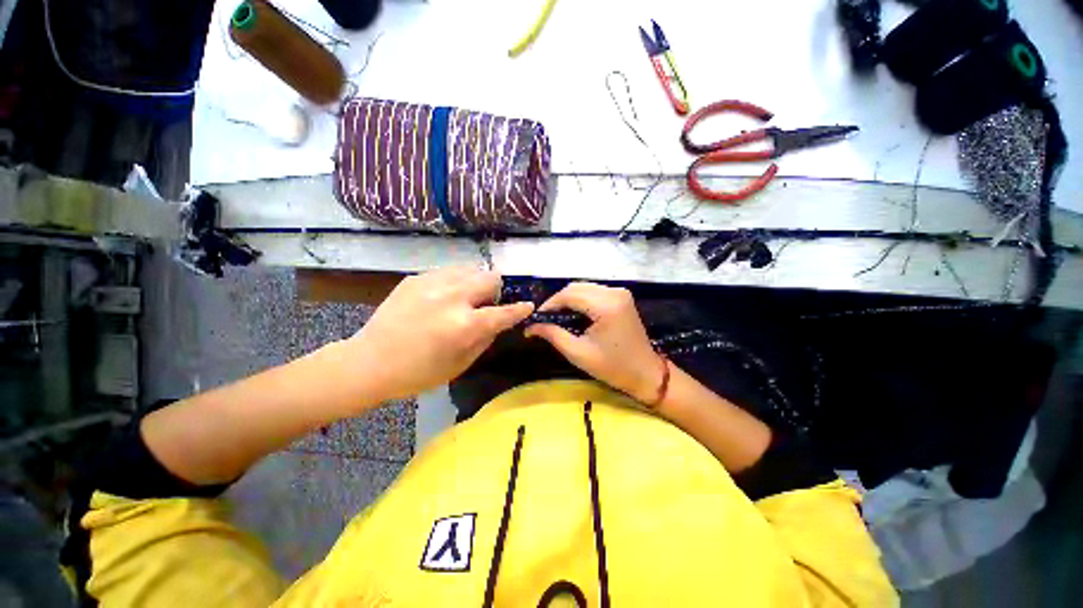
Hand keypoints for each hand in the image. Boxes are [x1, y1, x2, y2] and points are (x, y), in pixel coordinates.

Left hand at [347, 267, 533, 400]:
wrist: (369, 362)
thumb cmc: (419, 373)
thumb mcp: (461, 363)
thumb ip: (486, 338)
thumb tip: (499, 320)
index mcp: (465, 325)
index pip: (504, 311)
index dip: (520, 309)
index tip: (528, 306)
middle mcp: (452, 297)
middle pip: (490, 278)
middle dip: (495, 291)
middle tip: (485, 305)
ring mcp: (432, 283)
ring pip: (470, 269)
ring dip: (475, 283)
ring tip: (464, 299)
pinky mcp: (415, 278)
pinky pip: (448, 272)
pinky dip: (454, 283)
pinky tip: (441, 298)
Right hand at [525, 283, 662, 403]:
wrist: (645, 373)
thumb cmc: (612, 367)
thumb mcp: (578, 353)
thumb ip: (553, 335)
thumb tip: (530, 326)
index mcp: (605, 306)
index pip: (569, 294)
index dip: (550, 304)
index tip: (536, 317)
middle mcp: (614, 292)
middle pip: (576, 287)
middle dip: (558, 301)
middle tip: (545, 318)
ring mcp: (620, 292)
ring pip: (584, 287)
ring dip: (568, 299)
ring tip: (557, 316)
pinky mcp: (622, 296)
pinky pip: (594, 291)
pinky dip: (580, 299)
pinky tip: (574, 313)